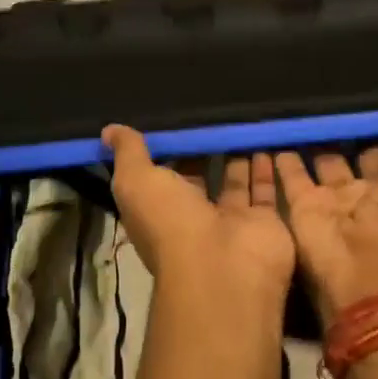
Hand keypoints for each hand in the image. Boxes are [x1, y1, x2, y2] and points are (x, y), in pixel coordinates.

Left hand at [101, 128, 295, 308]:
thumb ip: (128, 154)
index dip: (167, 150)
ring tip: (243, 120)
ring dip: (238, 155)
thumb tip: (109, 131)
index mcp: (158, 210)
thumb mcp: (137, 181)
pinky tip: (269, 136)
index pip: (160, 176)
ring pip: (234, 182)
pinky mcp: (264, 222)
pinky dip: (267, 167)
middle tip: (215, 112)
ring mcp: (230, 221)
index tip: (175, 119)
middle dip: (205, 150)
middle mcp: (193, 217)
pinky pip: (266, 189)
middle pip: (199, 178)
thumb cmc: (171, 222)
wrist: (224, 265)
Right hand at [275, 67, 377, 325]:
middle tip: (329, 87)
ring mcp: (334, 199)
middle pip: (357, 151)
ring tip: (297, 100)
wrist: (367, 266)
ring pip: (321, 159)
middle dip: (348, 126)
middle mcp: (371, 189)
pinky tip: (270, 126)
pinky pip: (287, 174)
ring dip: (313, 137)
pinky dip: (278, 154)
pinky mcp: (302, 206)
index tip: (375, 84)